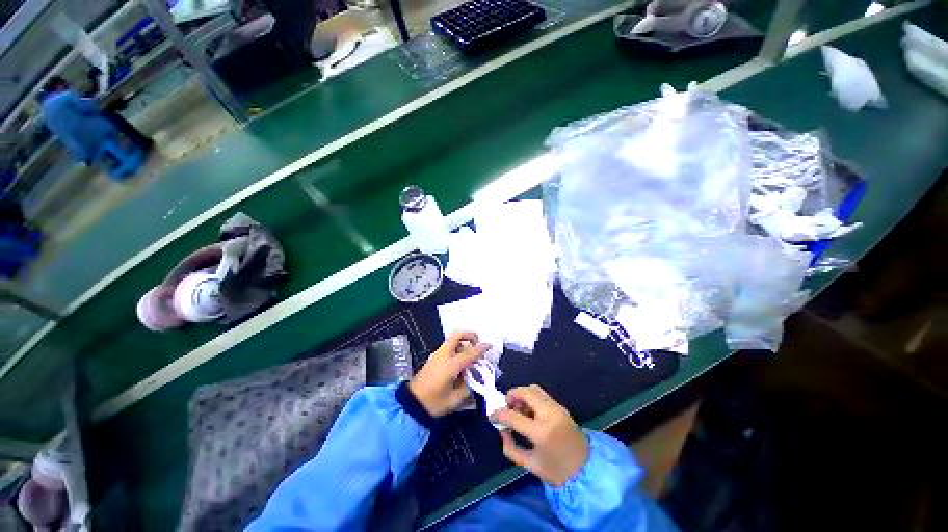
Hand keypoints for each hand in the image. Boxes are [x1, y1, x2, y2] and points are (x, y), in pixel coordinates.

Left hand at [409, 331, 489, 417]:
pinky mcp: (433, 357)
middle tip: (477, 344)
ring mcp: (437, 354)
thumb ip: (468, 388)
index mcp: (451, 365)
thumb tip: (475, 379)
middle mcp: (444, 355)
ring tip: (470, 357)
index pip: (470, 352)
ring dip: (464, 343)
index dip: (482, 348)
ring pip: (453, 339)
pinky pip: (448, 346)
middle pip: (458, 334)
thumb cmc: (433, 404)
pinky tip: (461, 363)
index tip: (490, 346)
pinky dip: (457, 348)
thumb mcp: (455, 400)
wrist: (411, 404)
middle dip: (470, 335)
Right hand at [493, 385, 589, 486]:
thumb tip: (502, 430)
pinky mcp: (561, 406)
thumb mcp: (530, 465)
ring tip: (519, 410)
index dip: (499, 414)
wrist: (587, 470)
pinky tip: (530, 411)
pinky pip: (541, 394)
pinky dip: (531, 397)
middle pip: (524, 392)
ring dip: (522, 395)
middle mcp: (549, 414)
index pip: (512, 415)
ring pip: (533, 389)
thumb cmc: (557, 471)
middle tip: (507, 407)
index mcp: (540, 432)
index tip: (493, 416)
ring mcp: (556, 407)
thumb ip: (511, 448)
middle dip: (511, 396)